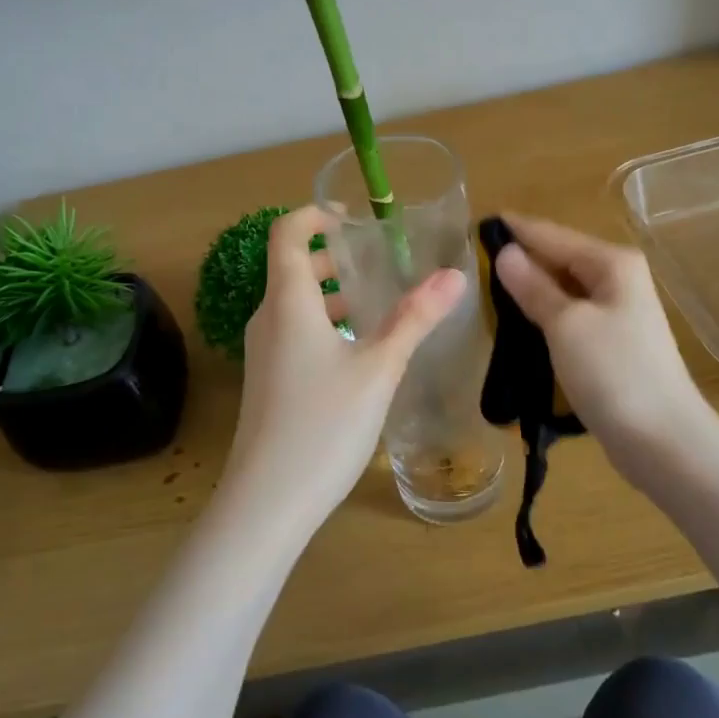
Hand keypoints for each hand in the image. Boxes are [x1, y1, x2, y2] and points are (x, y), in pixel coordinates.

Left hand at [221, 204, 465, 537]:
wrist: (266, 502)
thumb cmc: (323, 425)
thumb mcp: (378, 369)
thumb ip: (414, 319)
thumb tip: (454, 275)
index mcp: (289, 303)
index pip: (286, 234)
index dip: (314, 215)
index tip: (352, 218)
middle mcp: (268, 320)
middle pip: (292, 268)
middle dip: (332, 257)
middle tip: (378, 261)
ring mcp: (263, 353)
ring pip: (295, 305)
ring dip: (332, 295)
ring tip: (378, 304)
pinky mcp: (268, 382)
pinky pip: (294, 334)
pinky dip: (324, 325)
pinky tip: (358, 352)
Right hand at [493, 214, 716, 473]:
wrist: (664, 441)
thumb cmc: (614, 373)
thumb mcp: (565, 324)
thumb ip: (533, 286)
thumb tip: (504, 252)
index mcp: (612, 263)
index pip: (551, 234)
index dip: (514, 230)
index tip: (474, 224)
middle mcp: (619, 279)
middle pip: (559, 259)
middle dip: (520, 259)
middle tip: (471, 262)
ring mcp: (618, 313)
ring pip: (563, 290)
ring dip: (530, 290)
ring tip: (484, 290)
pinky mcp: (612, 344)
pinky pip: (570, 316)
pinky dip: (544, 315)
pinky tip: (518, 324)